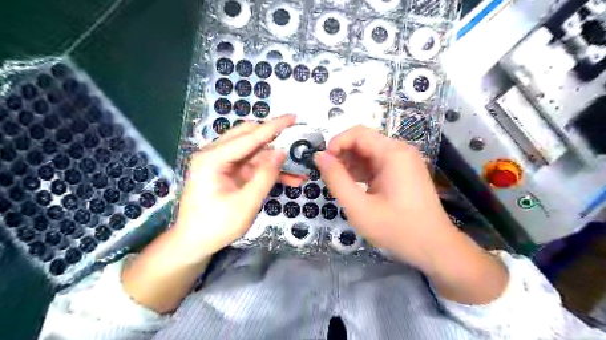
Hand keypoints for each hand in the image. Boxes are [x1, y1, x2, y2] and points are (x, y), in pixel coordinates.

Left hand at [174, 116, 302, 260]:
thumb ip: (265, 175)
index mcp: (213, 158)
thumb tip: (282, 152)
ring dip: (275, 160)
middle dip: (275, 139)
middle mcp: (215, 154)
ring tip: (299, 168)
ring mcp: (221, 163)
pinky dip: (268, 171)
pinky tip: (289, 179)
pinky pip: (252, 166)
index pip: (249, 136)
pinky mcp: (228, 173)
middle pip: (249, 137)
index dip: (274, 127)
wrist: (194, 244)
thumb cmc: (216, 226)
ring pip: (254, 152)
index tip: (293, 116)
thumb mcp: (246, 203)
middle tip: (297, 140)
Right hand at [312, 126, 459, 269]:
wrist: (434, 248)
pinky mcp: (403, 171)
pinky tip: (355, 187)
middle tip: (330, 178)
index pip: (357, 133)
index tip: (323, 164)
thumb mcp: (359, 207)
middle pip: (363, 141)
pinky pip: (377, 163)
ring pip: (368, 153)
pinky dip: (362, 172)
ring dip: (351, 165)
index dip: (336, 144)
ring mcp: (403, 161)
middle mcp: (400, 151)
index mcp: (393, 153)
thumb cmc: (396, 229)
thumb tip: (319, 156)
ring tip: (341, 185)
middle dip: (342, 156)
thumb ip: (336, 179)